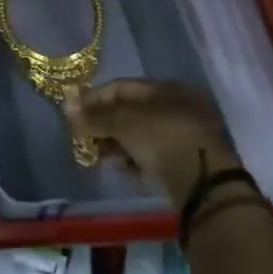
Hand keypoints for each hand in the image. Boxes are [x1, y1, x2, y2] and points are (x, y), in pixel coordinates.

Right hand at [65, 79, 240, 205]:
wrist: (205, 186)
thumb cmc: (163, 140)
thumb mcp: (124, 123)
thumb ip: (95, 116)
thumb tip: (67, 107)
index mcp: (169, 89)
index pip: (123, 87)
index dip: (95, 98)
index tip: (74, 113)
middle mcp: (180, 107)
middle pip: (132, 111)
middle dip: (105, 123)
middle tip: (84, 136)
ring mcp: (186, 136)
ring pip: (142, 134)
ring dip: (117, 143)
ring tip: (98, 155)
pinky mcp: (187, 162)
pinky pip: (153, 154)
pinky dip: (135, 159)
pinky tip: (121, 168)